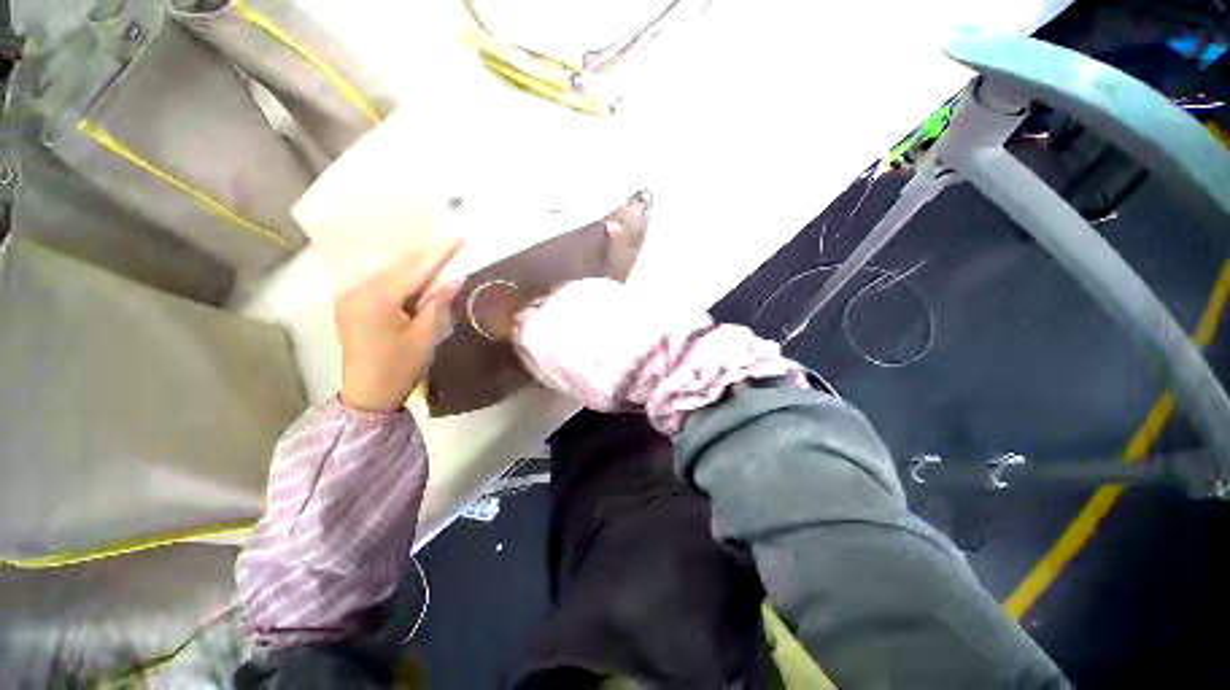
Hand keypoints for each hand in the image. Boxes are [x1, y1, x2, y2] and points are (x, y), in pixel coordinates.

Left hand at [336, 238, 463, 411]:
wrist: (368, 394)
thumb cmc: (400, 367)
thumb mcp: (425, 335)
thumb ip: (437, 303)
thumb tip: (453, 278)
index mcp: (376, 299)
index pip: (414, 269)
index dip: (439, 253)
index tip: (458, 237)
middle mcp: (357, 290)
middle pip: (397, 265)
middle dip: (424, 256)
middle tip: (451, 248)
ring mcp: (348, 296)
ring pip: (386, 271)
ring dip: (412, 266)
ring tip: (436, 262)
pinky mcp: (349, 304)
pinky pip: (377, 281)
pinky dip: (398, 277)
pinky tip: (413, 279)